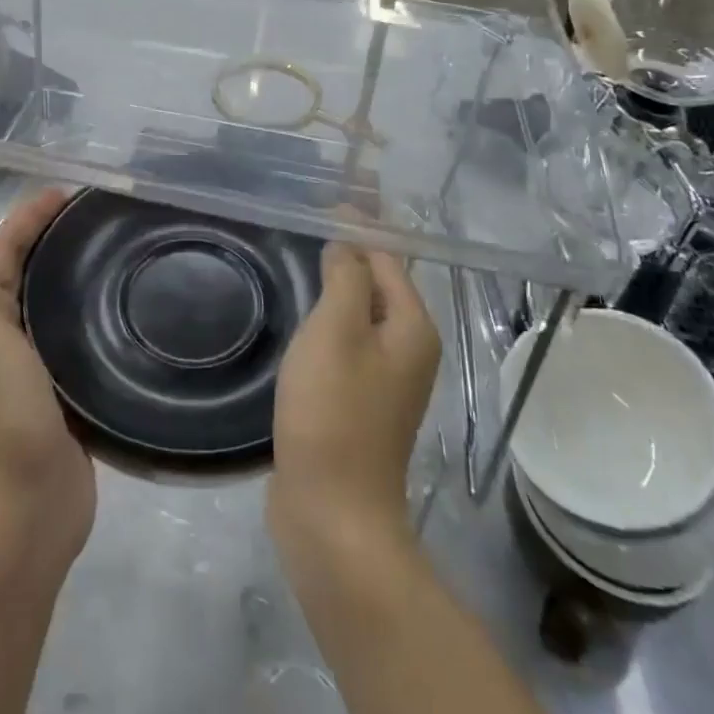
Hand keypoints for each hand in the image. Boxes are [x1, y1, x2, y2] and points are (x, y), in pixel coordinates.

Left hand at [0, 188, 93, 575]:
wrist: (24, 510)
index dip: (26, 217)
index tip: (70, 192)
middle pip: (23, 273)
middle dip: (51, 238)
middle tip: (101, 214)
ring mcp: (32, 371)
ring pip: (50, 306)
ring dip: (72, 275)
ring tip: (116, 250)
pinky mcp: (64, 397)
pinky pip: (75, 341)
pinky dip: (90, 316)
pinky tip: (123, 308)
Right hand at [269, 239, 439, 556]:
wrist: (332, 515)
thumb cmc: (334, 413)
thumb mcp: (336, 331)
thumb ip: (345, 277)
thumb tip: (347, 239)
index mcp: (411, 327)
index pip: (387, 256)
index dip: (358, 224)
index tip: (324, 198)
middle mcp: (408, 348)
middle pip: (377, 282)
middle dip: (349, 249)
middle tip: (308, 221)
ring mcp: (384, 379)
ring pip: (359, 313)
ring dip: (336, 283)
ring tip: (302, 255)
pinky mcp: (358, 402)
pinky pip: (346, 342)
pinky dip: (327, 318)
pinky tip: (301, 312)